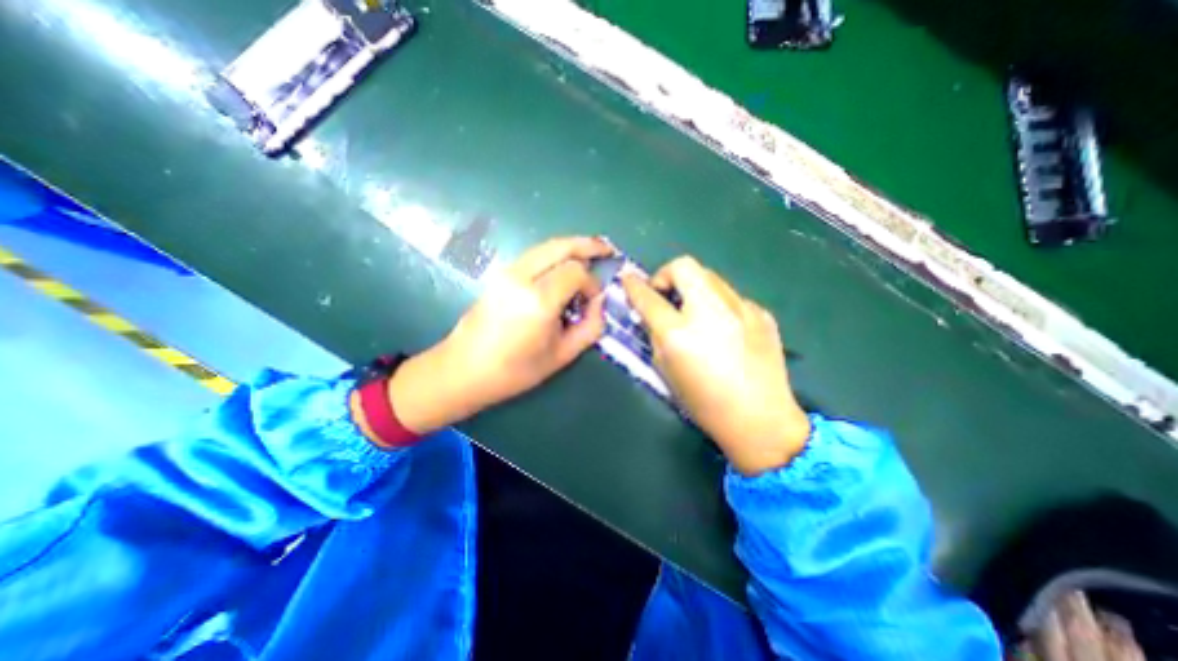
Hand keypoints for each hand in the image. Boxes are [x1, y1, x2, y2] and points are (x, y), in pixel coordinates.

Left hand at [384, 235, 617, 434]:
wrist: (463, 369)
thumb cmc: (515, 371)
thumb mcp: (562, 355)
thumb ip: (590, 326)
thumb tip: (599, 301)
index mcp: (538, 300)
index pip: (576, 272)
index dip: (592, 282)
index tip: (595, 300)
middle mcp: (521, 277)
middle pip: (561, 246)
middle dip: (588, 245)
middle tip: (607, 249)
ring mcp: (507, 272)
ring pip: (546, 246)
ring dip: (571, 248)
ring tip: (591, 254)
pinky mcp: (500, 274)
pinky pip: (535, 255)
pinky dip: (555, 255)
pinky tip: (565, 266)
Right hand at [625, 254, 810, 474]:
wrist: (760, 419)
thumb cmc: (704, 403)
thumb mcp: (665, 370)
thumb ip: (655, 335)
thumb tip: (651, 312)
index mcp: (678, 333)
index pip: (648, 296)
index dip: (633, 285)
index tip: (628, 278)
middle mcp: (709, 312)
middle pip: (683, 266)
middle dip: (667, 275)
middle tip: (666, 295)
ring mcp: (740, 308)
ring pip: (709, 277)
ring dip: (693, 288)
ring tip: (696, 313)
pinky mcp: (761, 312)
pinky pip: (731, 297)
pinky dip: (718, 305)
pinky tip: (725, 330)